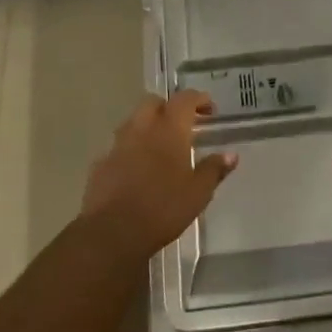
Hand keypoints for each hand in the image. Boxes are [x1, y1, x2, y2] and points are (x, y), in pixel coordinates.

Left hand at [81, 91, 236, 258]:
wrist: (113, 232)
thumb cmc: (163, 208)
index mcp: (169, 129)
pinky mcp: (101, 163)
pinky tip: (138, 170)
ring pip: (133, 122)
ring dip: (148, 127)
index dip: (198, 99)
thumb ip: (214, 170)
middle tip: (182, 125)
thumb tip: (231, 155)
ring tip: (160, 147)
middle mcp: (141, 128)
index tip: (209, 109)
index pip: (184, 99)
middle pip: (153, 103)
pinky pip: (119, 147)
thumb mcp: (198, 193)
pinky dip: (131, 150)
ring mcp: (118, 144)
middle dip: (168, 108)